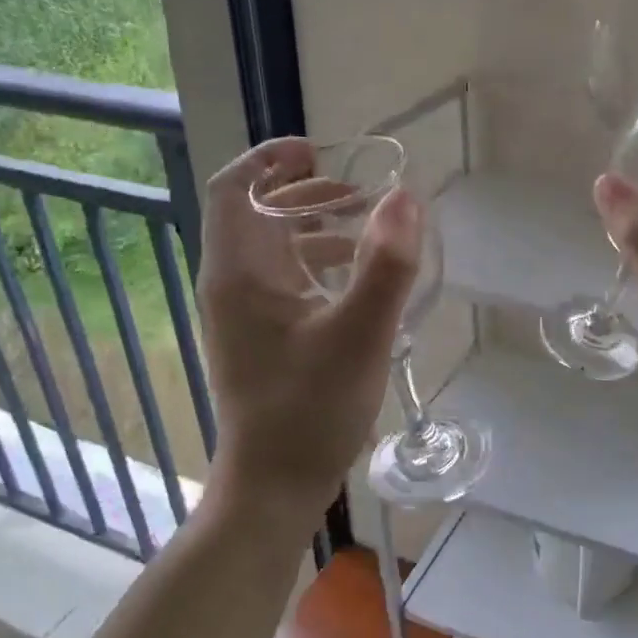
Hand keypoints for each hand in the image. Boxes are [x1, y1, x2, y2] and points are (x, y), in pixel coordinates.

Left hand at [197, 138, 420, 515]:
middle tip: (358, 193)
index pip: (234, 188)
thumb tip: (406, 197)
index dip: (271, 159)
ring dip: (315, 229)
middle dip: (306, 193)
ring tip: (367, 230)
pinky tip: (357, 283)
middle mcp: (231, 286)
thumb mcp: (360, 334)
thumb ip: (386, 265)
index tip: (320, 151)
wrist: (275, 485)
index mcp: (240, 273)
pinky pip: (284, 282)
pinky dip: (318, 266)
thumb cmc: (311, 408)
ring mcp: (242, 316)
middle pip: (256, 215)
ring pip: (273, 250)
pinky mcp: (259, 340)